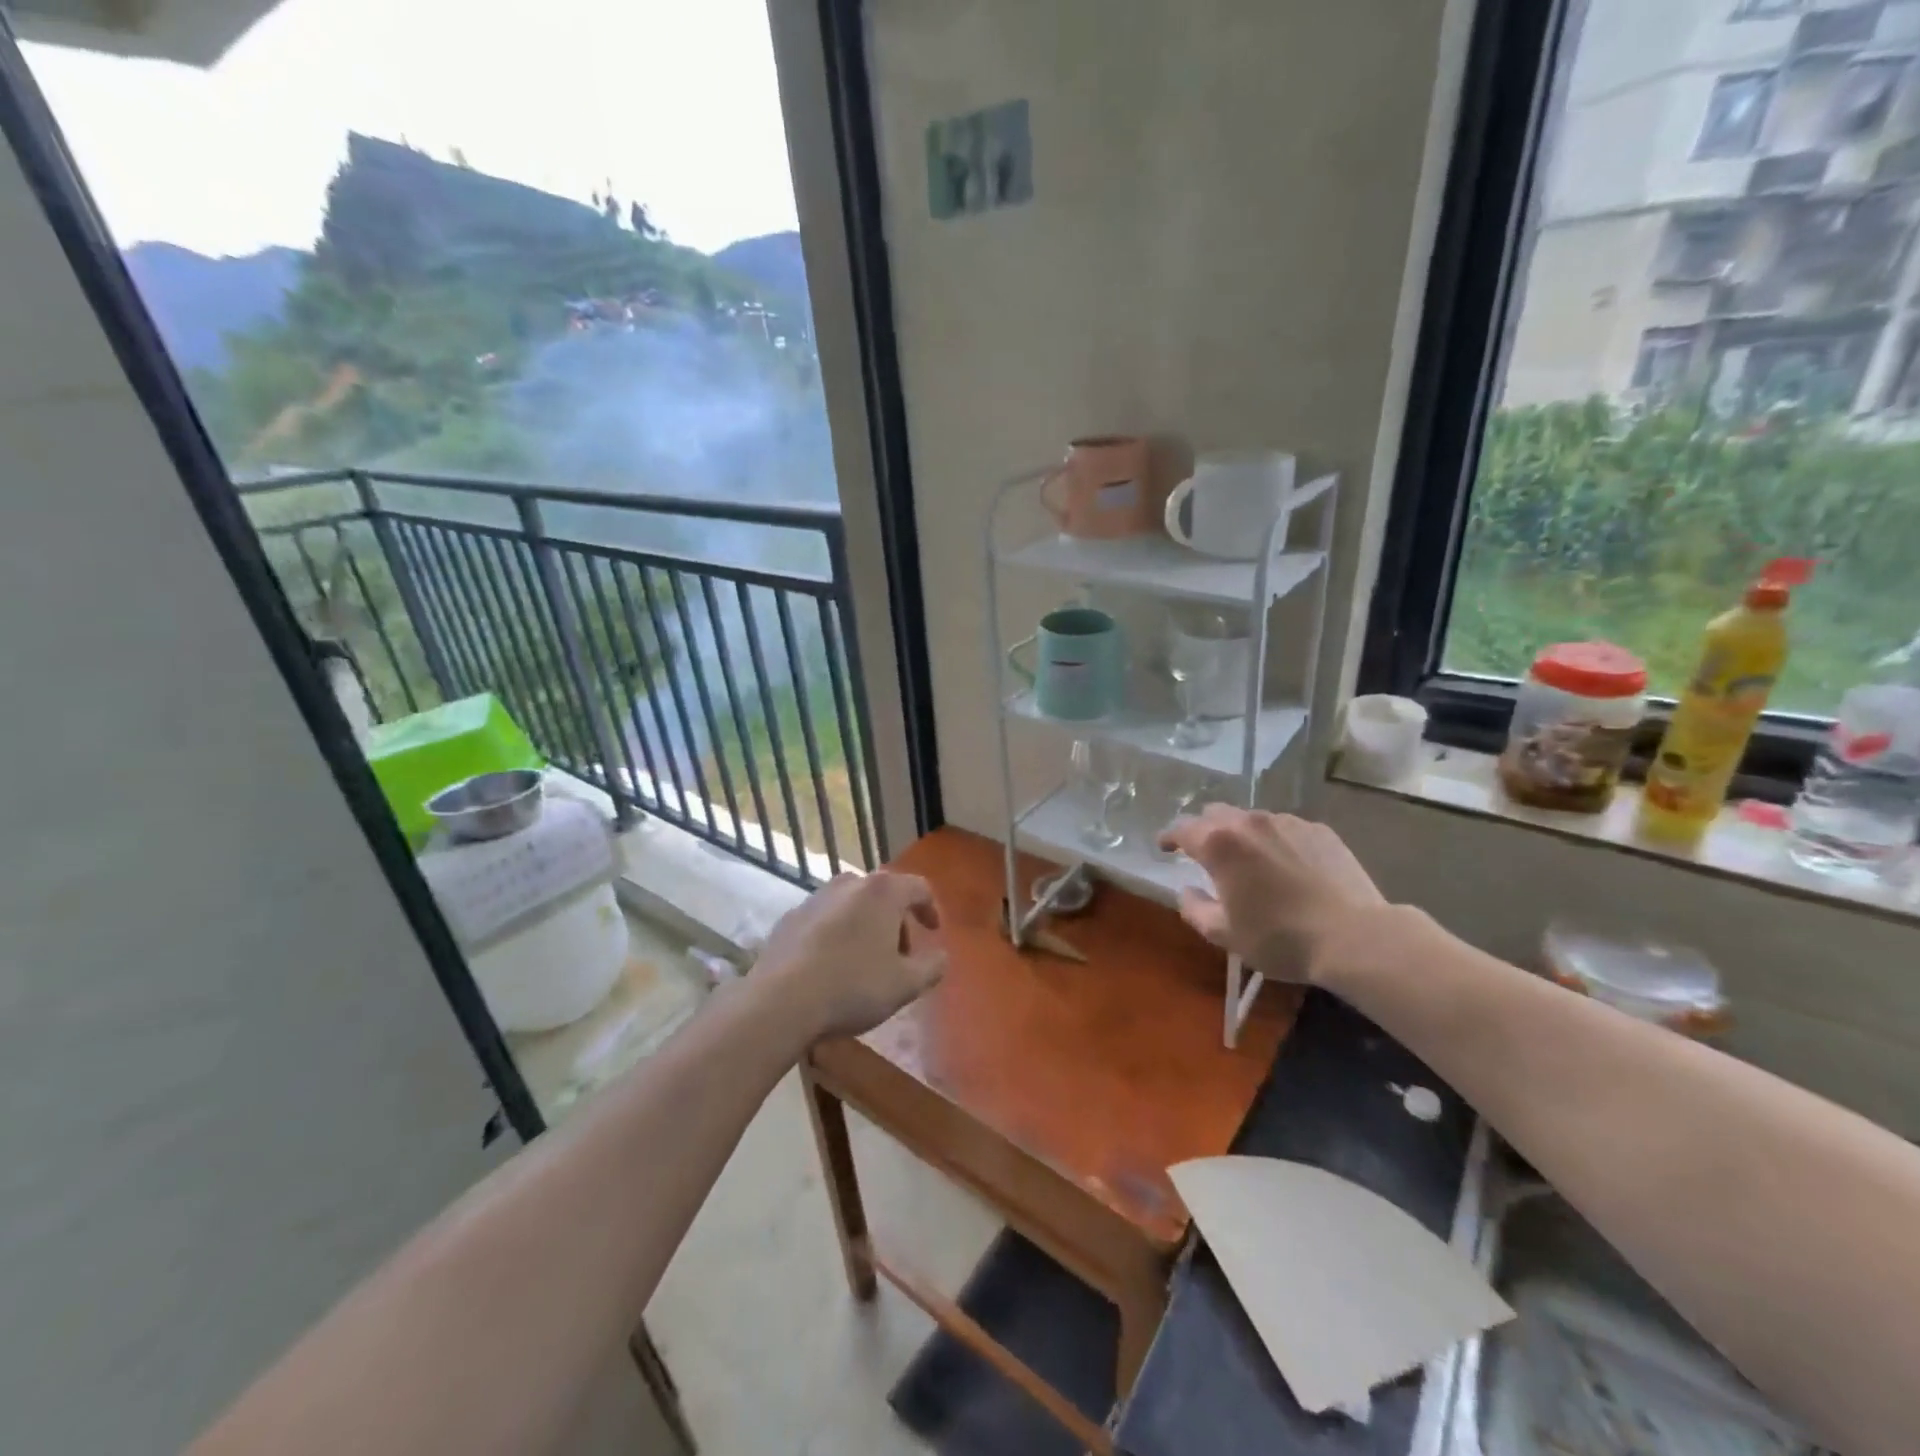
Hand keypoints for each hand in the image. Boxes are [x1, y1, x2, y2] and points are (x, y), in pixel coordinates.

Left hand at [755, 872, 946, 1043]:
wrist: (781, 1001)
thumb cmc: (853, 987)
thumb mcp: (905, 985)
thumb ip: (931, 967)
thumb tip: (941, 956)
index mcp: (883, 891)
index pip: (918, 887)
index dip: (930, 909)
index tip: (933, 932)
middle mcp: (849, 883)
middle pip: (884, 894)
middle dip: (896, 922)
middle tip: (900, 955)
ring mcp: (815, 898)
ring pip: (852, 905)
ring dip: (865, 926)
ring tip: (865, 961)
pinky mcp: (790, 917)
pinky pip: (824, 920)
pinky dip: (836, 934)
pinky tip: (832, 966)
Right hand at [1157, 806, 1386, 982]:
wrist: (1355, 937)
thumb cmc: (1280, 938)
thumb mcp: (1225, 934)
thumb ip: (1194, 909)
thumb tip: (1186, 891)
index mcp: (1219, 844)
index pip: (1182, 829)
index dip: (1169, 837)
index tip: (1165, 848)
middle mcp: (1249, 822)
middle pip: (1215, 814)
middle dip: (1204, 831)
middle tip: (1205, 855)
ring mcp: (1288, 822)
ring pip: (1251, 819)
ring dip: (1241, 835)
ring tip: (1250, 862)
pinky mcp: (1319, 830)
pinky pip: (1285, 828)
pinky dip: (1275, 841)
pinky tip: (1286, 867)